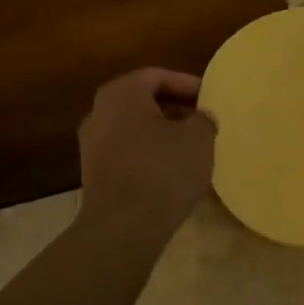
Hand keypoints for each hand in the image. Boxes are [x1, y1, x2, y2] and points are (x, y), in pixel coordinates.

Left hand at [77, 68, 216, 244]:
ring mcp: (92, 145)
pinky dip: (149, 155)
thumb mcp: (198, 139)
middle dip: (175, 109)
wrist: (122, 228)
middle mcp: (99, 112)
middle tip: (203, 121)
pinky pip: (128, 153)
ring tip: (192, 147)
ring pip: (134, 129)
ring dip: (162, 134)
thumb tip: (200, 118)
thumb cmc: (162, 171)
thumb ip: (203, 119)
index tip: (210, 98)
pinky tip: (172, 171)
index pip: (157, 76)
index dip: (187, 84)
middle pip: (142, 101)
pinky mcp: (95, 174)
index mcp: (121, 93)